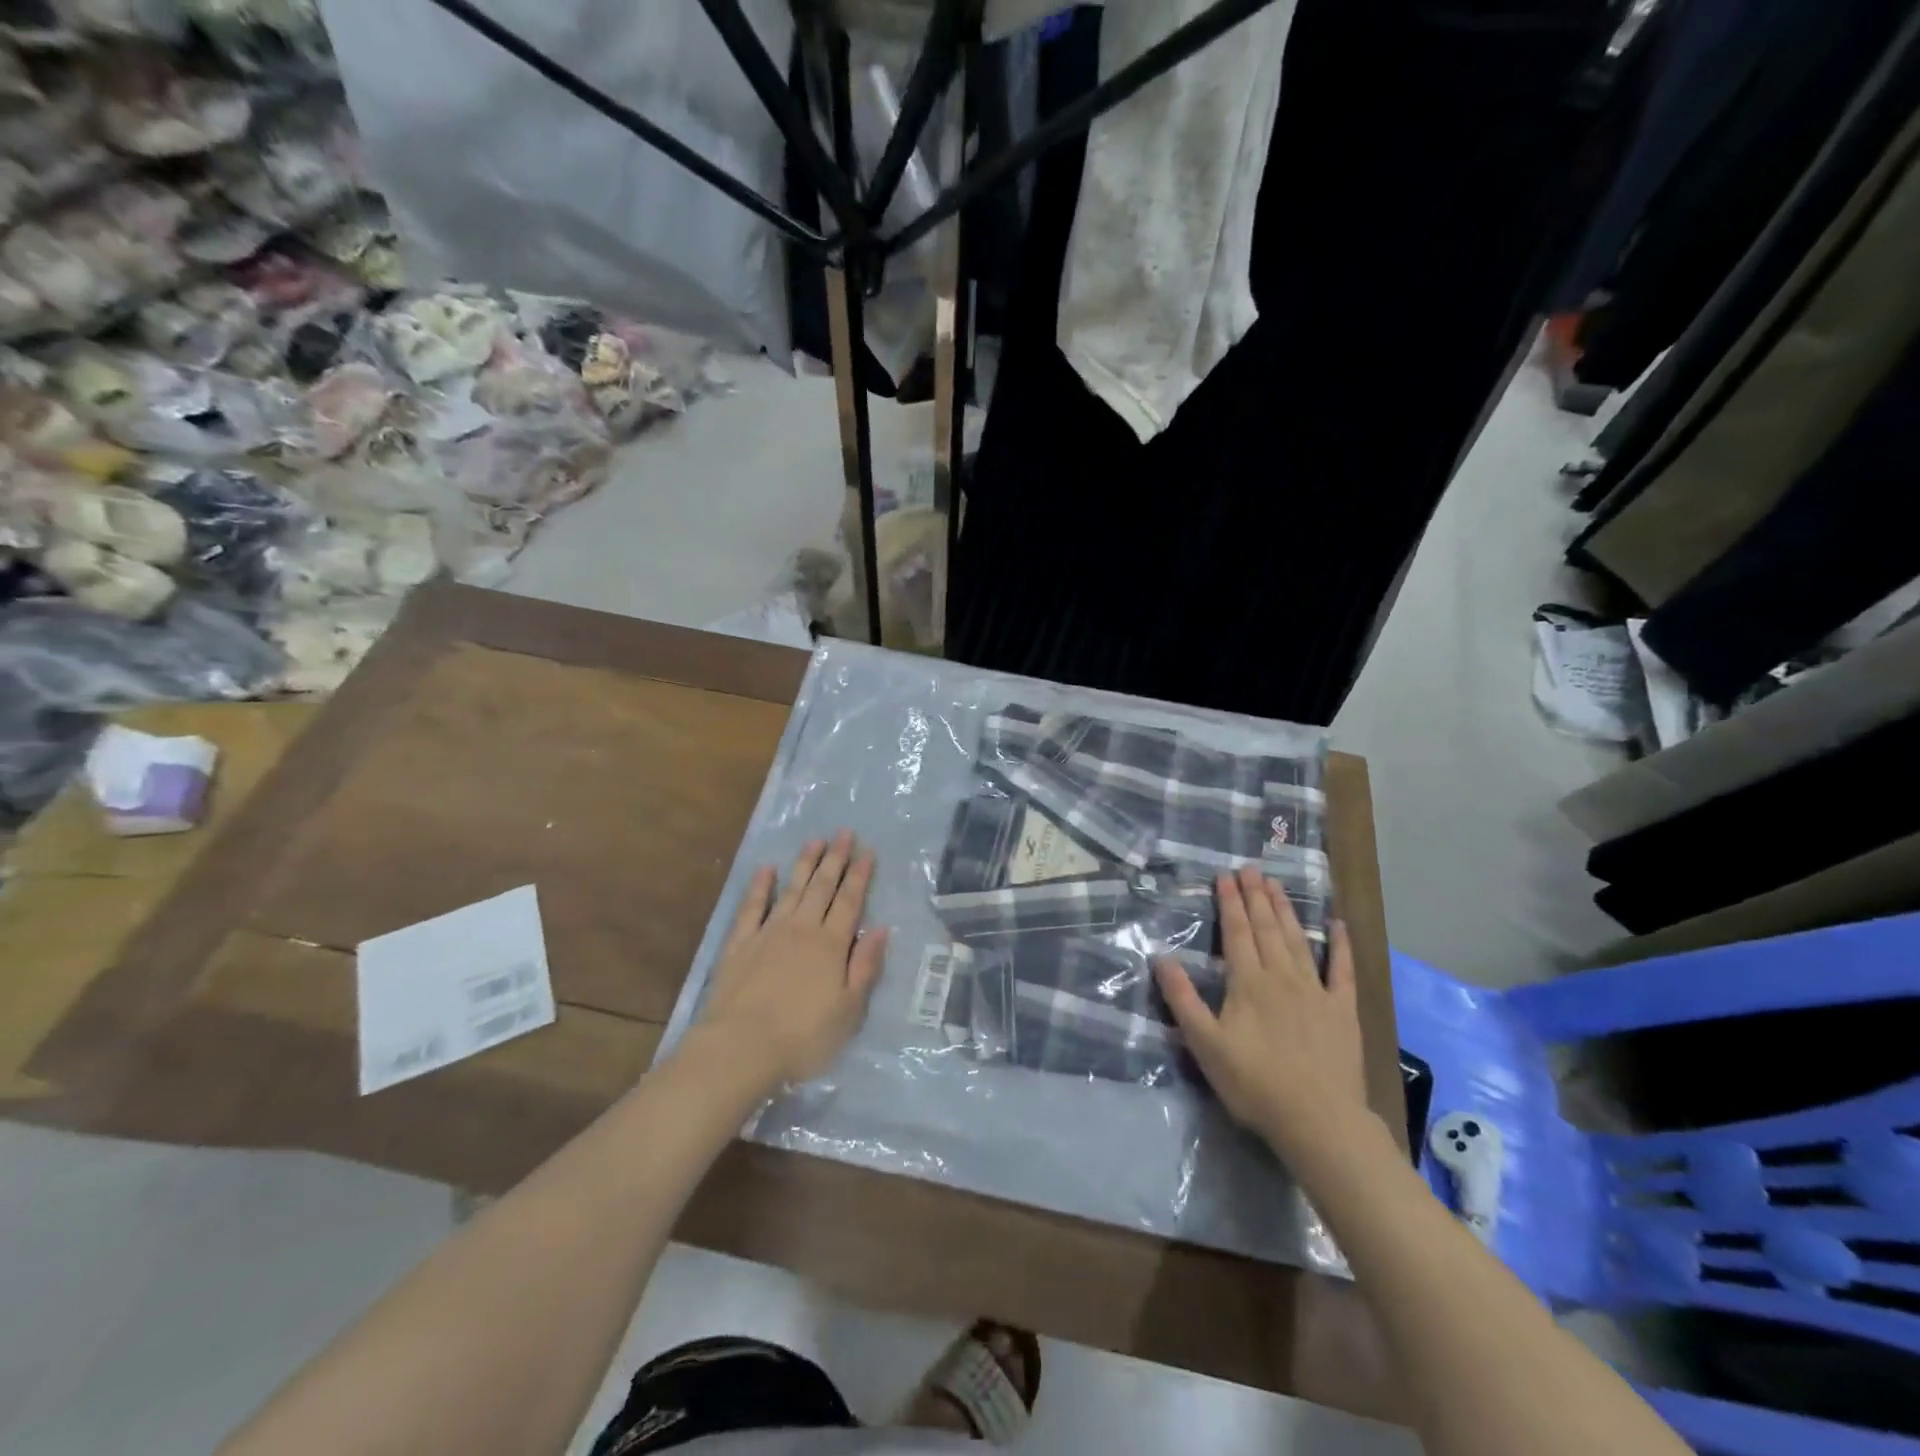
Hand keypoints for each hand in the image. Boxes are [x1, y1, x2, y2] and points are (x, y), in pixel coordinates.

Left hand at [696, 830, 888, 1086]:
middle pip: (822, 888)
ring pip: (791, 890)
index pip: (849, 902)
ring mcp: (768, 933)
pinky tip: (766, 870)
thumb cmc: (803, 1036)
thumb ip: (865, 967)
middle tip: (843, 833)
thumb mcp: (848, 1010)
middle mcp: (802, 930)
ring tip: (814, 841)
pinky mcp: (739, 945)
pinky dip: (760, 887)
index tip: (867, 851)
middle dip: (835, 859)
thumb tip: (880, 929)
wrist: (740, 1047)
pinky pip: (752, 908)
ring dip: (804, 864)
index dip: (860, 876)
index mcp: (831, 945)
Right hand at [1154, 866, 1372, 1167]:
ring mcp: (1316, 991)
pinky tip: (1338, 924)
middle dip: (1256, 896)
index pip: (1237, 932)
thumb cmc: (1255, 1084)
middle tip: (1250, 868)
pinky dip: (1341, 945)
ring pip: (1297, 940)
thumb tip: (1162, 958)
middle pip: (1266, 928)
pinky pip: (1343, 970)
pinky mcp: (1342, 1010)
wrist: (1319, 1121)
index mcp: (1248, 983)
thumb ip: (1183, 999)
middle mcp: (1282, 976)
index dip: (1230, 902)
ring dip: (1285, 910)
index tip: (1225, 876)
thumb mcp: (1205, 1045)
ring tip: (1276, 884)